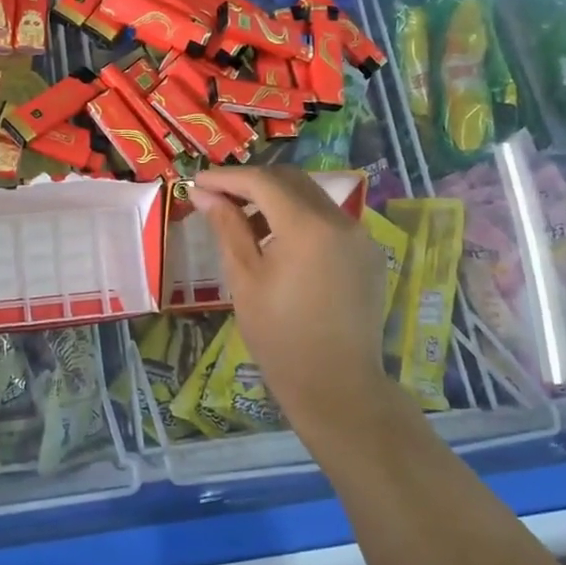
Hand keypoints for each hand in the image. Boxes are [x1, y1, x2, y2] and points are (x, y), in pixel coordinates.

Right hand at [190, 166, 393, 438]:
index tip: (197, 181)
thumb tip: (204, 194)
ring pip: (312, 197)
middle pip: (290, 180)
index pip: (262, 182)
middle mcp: (340, 220)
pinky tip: (278, 243)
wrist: (337, 386)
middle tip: (218, 198)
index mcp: (308, 226)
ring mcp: (360, 236)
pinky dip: (300, 218)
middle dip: (252, 183)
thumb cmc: (280, 336)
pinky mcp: (368, 253)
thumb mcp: (244, 279)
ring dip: (276, 199)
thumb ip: (227, 227)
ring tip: (244, 223)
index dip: (227, 178)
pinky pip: (329, 220)